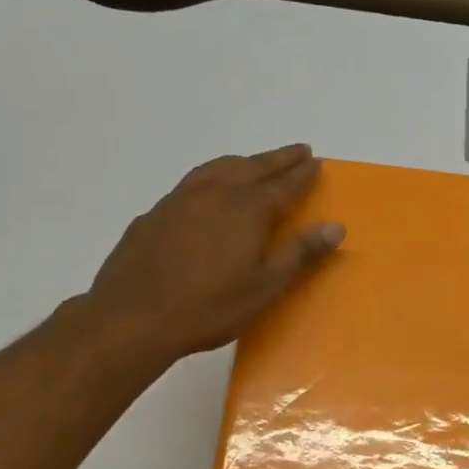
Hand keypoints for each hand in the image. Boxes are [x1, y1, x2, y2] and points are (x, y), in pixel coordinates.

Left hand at [85, 144, 343, 365]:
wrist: (133, 317)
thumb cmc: (209, 307)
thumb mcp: (265, 287)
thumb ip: (300, 253)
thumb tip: (335, 227)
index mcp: (246, 209)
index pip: (283, 185)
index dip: (302, 174)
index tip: (317, 161)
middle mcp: (214, 194)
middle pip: (252, 168)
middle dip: (277, 159)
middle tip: (297, 151)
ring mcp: (179, 201)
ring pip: (217, 169)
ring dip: (242, 163)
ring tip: (254, 163)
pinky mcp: (154, 215)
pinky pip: (191, 184)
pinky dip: (211, 178)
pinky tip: (207, 194)